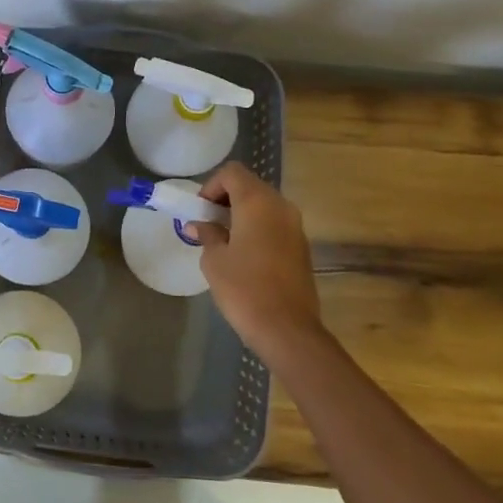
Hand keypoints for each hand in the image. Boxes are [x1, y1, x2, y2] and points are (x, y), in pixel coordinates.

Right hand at [188, 162, 327, 368]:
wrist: (287, 329)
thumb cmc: (244, 288)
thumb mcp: (214, 260)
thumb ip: (207, 234)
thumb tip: (200, 225)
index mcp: (257, 202)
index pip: (232, 173)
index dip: (211, 186)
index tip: (200, 210)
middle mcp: (280, 206)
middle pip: (250, 186)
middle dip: (226, 198)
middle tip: (208, 223)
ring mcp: (295, 226)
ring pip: (264, 205)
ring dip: (243, 213)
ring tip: (225, 239)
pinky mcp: (302, 246)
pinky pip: (275, 224)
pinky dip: (258, 228)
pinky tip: (245, 254)